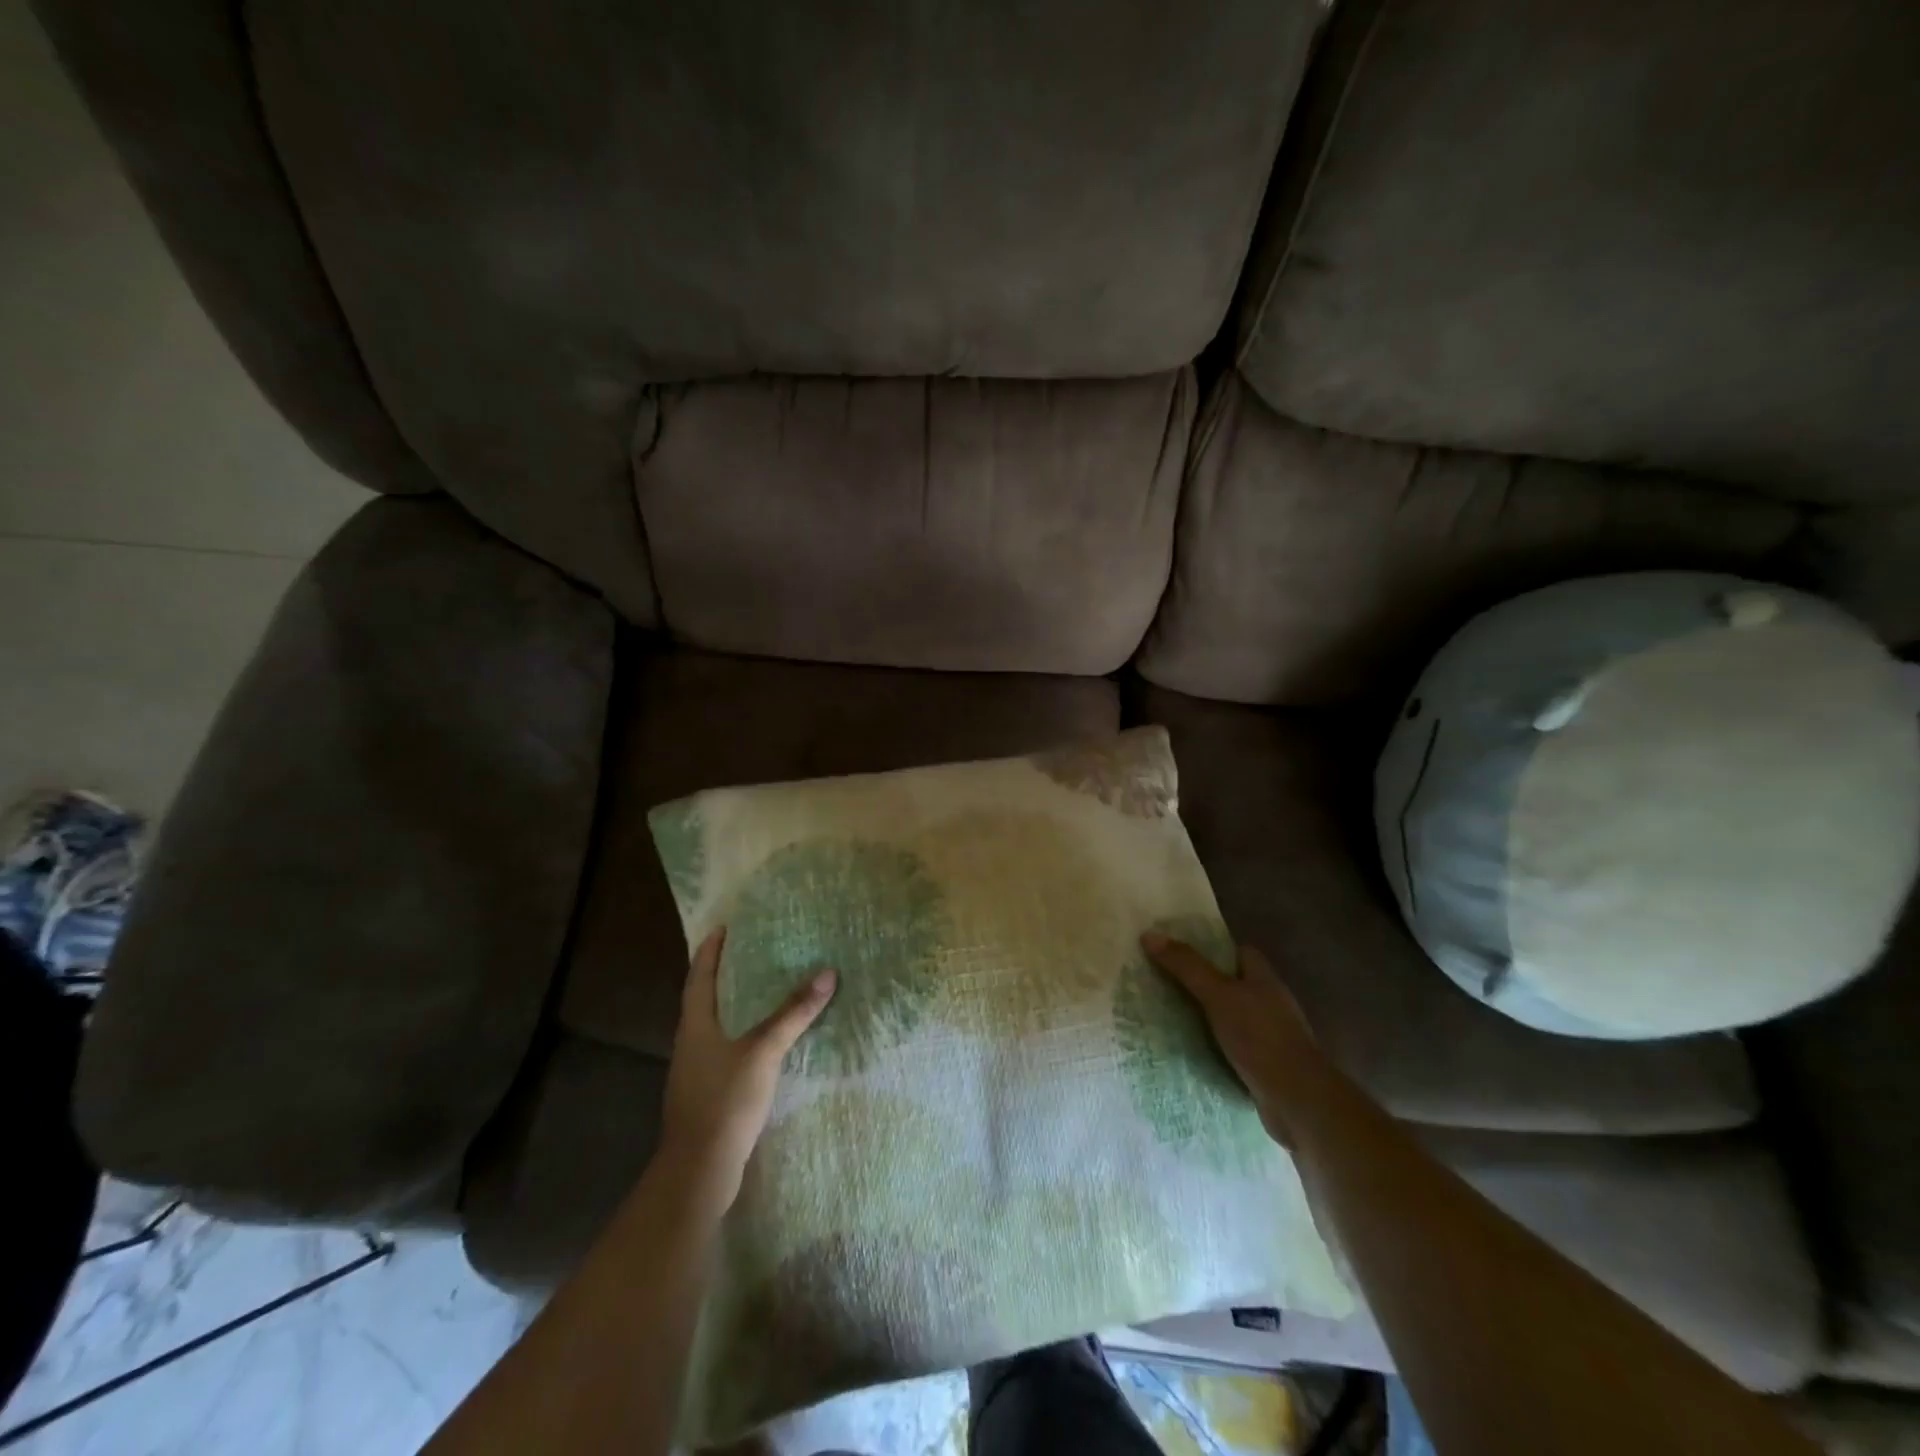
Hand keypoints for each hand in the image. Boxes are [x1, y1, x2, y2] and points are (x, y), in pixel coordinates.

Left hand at [658, 927, 836, 1211]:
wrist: (699, 1171)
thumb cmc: (725, 1101)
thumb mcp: (763, 1051)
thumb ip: (793, 1013)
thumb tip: (826, 973)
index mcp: (695, 1026)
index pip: (699, 977)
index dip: (709, 951)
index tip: (721, 927)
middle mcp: (691, 1044)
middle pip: (704, 1000)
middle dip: (723, 975)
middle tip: (749, 952)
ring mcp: (697, 1072)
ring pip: (716, 1027)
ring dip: (734, 1006)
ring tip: (761, 990)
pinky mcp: (709, 1094)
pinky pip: (727, 1051)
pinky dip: (744, 1035)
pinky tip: (765, 1041)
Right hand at [1141, 932, 1330, 1147]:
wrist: (1297, 1100)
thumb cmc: (1260, 1038)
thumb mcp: (1218, 995)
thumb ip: (1187, 966)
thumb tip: (1149, 934)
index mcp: (1264, 979)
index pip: (1240, 952)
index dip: (1212, 948)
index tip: (1180, 951)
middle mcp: (1270, 1003)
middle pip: (1233, 984)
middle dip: (1202, 984)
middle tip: (1163, 982)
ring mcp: (1269, 1036)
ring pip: (1231, 1017)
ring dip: (1206, 1018)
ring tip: (1167, 1016)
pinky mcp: (1264, 1065)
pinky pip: (1232, 1048)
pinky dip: (1213, 1047)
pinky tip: (1189, 1050)